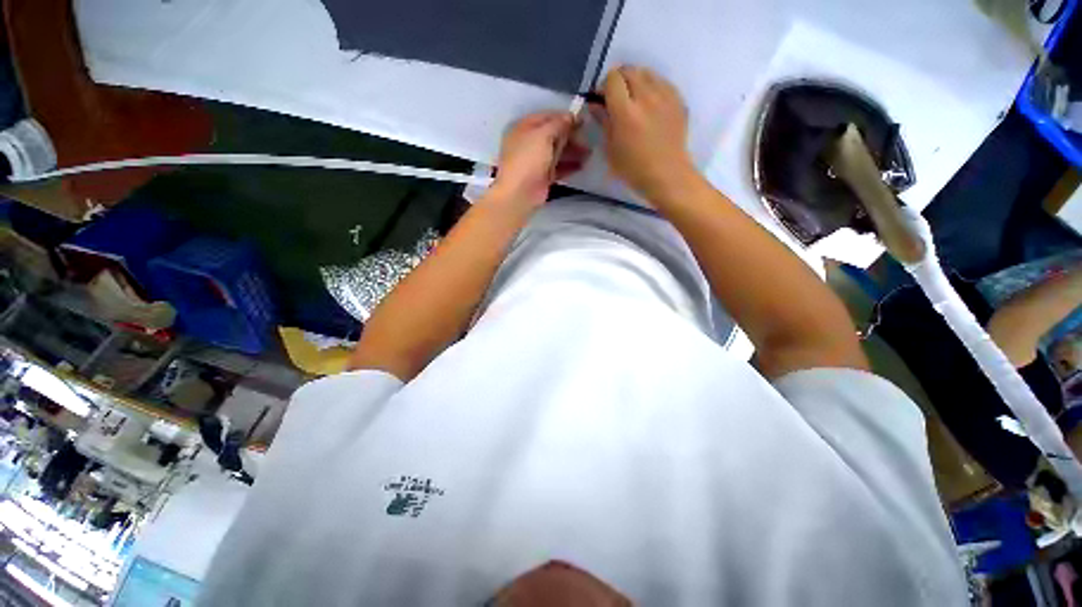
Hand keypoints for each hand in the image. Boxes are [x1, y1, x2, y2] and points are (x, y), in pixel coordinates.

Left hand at [493, 112, 588, 205]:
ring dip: (572, 151)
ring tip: (588, 153)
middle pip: (553, 135)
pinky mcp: (543, 177)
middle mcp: (529, 143)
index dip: (563, 117)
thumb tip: (570, 116)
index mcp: (524, 128)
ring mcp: (536, 161)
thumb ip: (558, 124)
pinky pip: (558, 168)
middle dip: (570, 136)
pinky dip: (569, 166)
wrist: (519, 193)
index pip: (546, 117)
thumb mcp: (543, 135)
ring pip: (557, 152)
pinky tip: (582, 165)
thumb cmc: (528, 159)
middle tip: (587, 138)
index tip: (582, 120)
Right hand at [592, 66, 695, 198]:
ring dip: (636, 81)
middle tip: (616, 98)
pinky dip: (652, 87)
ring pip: (647, 73)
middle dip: (619, 80)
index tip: (602, 100)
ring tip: (634, 100)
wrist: (667, 176)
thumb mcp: (611, 150)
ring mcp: (665, 96)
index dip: (604, 86)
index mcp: (626, 112)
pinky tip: (650, 105)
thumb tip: (595, 105)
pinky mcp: (678, 100)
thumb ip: (603, 122)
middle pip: (630, 70)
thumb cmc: (634, 169)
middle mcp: (646, 97)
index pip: (612, 79)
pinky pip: (662, 82)